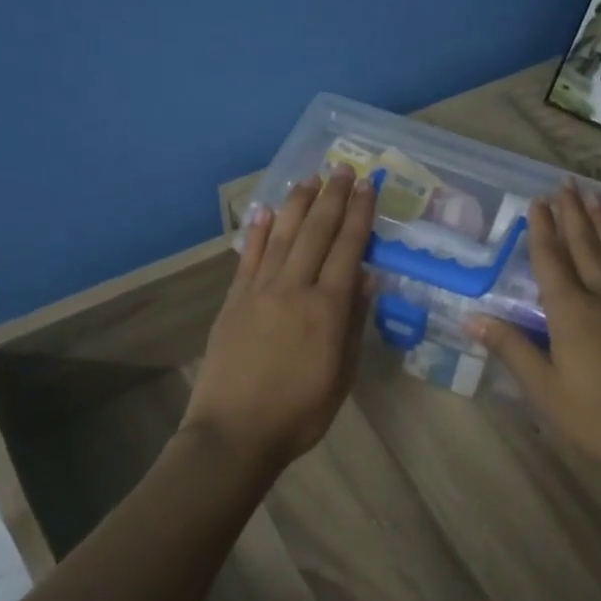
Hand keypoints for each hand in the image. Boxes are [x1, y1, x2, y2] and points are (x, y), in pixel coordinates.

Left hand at [183, 165, 374, 473]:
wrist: (235, 432)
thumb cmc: (299, 413)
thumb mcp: (342, 375)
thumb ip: (354, 323)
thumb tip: (367, 278)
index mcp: (327, 308)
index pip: (348, 248)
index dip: (359, 214)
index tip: (367, 185)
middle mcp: (294, 288)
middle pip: (316, 232)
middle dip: (332, 197)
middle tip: (342, 168)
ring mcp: (259, 291)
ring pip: (282, 235)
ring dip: (297, 204)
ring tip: (309, 178)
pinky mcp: (233, 301)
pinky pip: (248, 257)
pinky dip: (258, 231)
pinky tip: (265, 210)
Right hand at [470, 183, 600, 467]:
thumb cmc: (596, 415)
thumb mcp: (545, 388)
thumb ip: (511, 349)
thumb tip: (472, 319)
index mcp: (572, 311)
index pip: (551, 259)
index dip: (541, 229)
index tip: (536, 200)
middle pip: (585, 245)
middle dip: (573, 213)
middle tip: (565, 183)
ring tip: (594, 196)